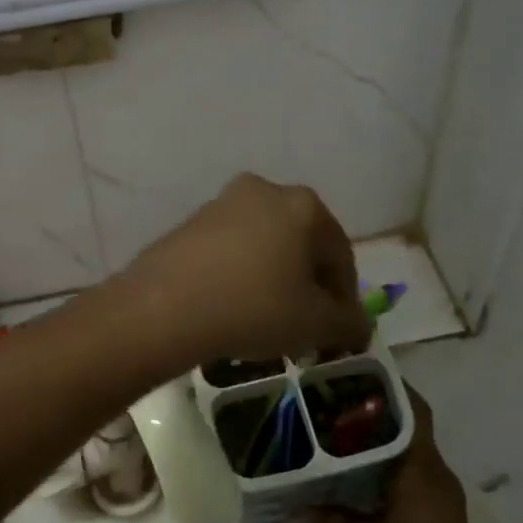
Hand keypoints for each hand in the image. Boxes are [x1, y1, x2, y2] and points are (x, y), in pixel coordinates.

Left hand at [115, 173, 371, 370]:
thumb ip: (348, 323)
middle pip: (302, 246)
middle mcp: (265, 190)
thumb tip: (358, 325)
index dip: (345, 298)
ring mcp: (222, 203)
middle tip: (306, 328)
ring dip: (275, 281)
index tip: (339, 332)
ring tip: (269, 323)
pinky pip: (232, 251)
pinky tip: (234, 309)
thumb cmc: (254, 307)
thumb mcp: (315, 324)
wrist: (165, 306)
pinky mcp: (191, 222)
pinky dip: (242, 276)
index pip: (341, 255)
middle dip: (308, 287)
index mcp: (304, 205)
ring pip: (266, 247)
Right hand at [324, 391, 493, 522]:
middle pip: (410, 428)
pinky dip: (389, 469)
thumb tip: (290, 511)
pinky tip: (358, 476)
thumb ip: (327, 519)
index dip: (390, 388)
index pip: (414, 410)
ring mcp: (442, 496)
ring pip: (411, 454)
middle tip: (336, 405)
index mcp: (422, 468)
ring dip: (382, 444)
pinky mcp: (441, 516)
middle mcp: (437, 474)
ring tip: (340, 435)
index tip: (357, 376)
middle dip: (376, 415)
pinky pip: (414, 477)